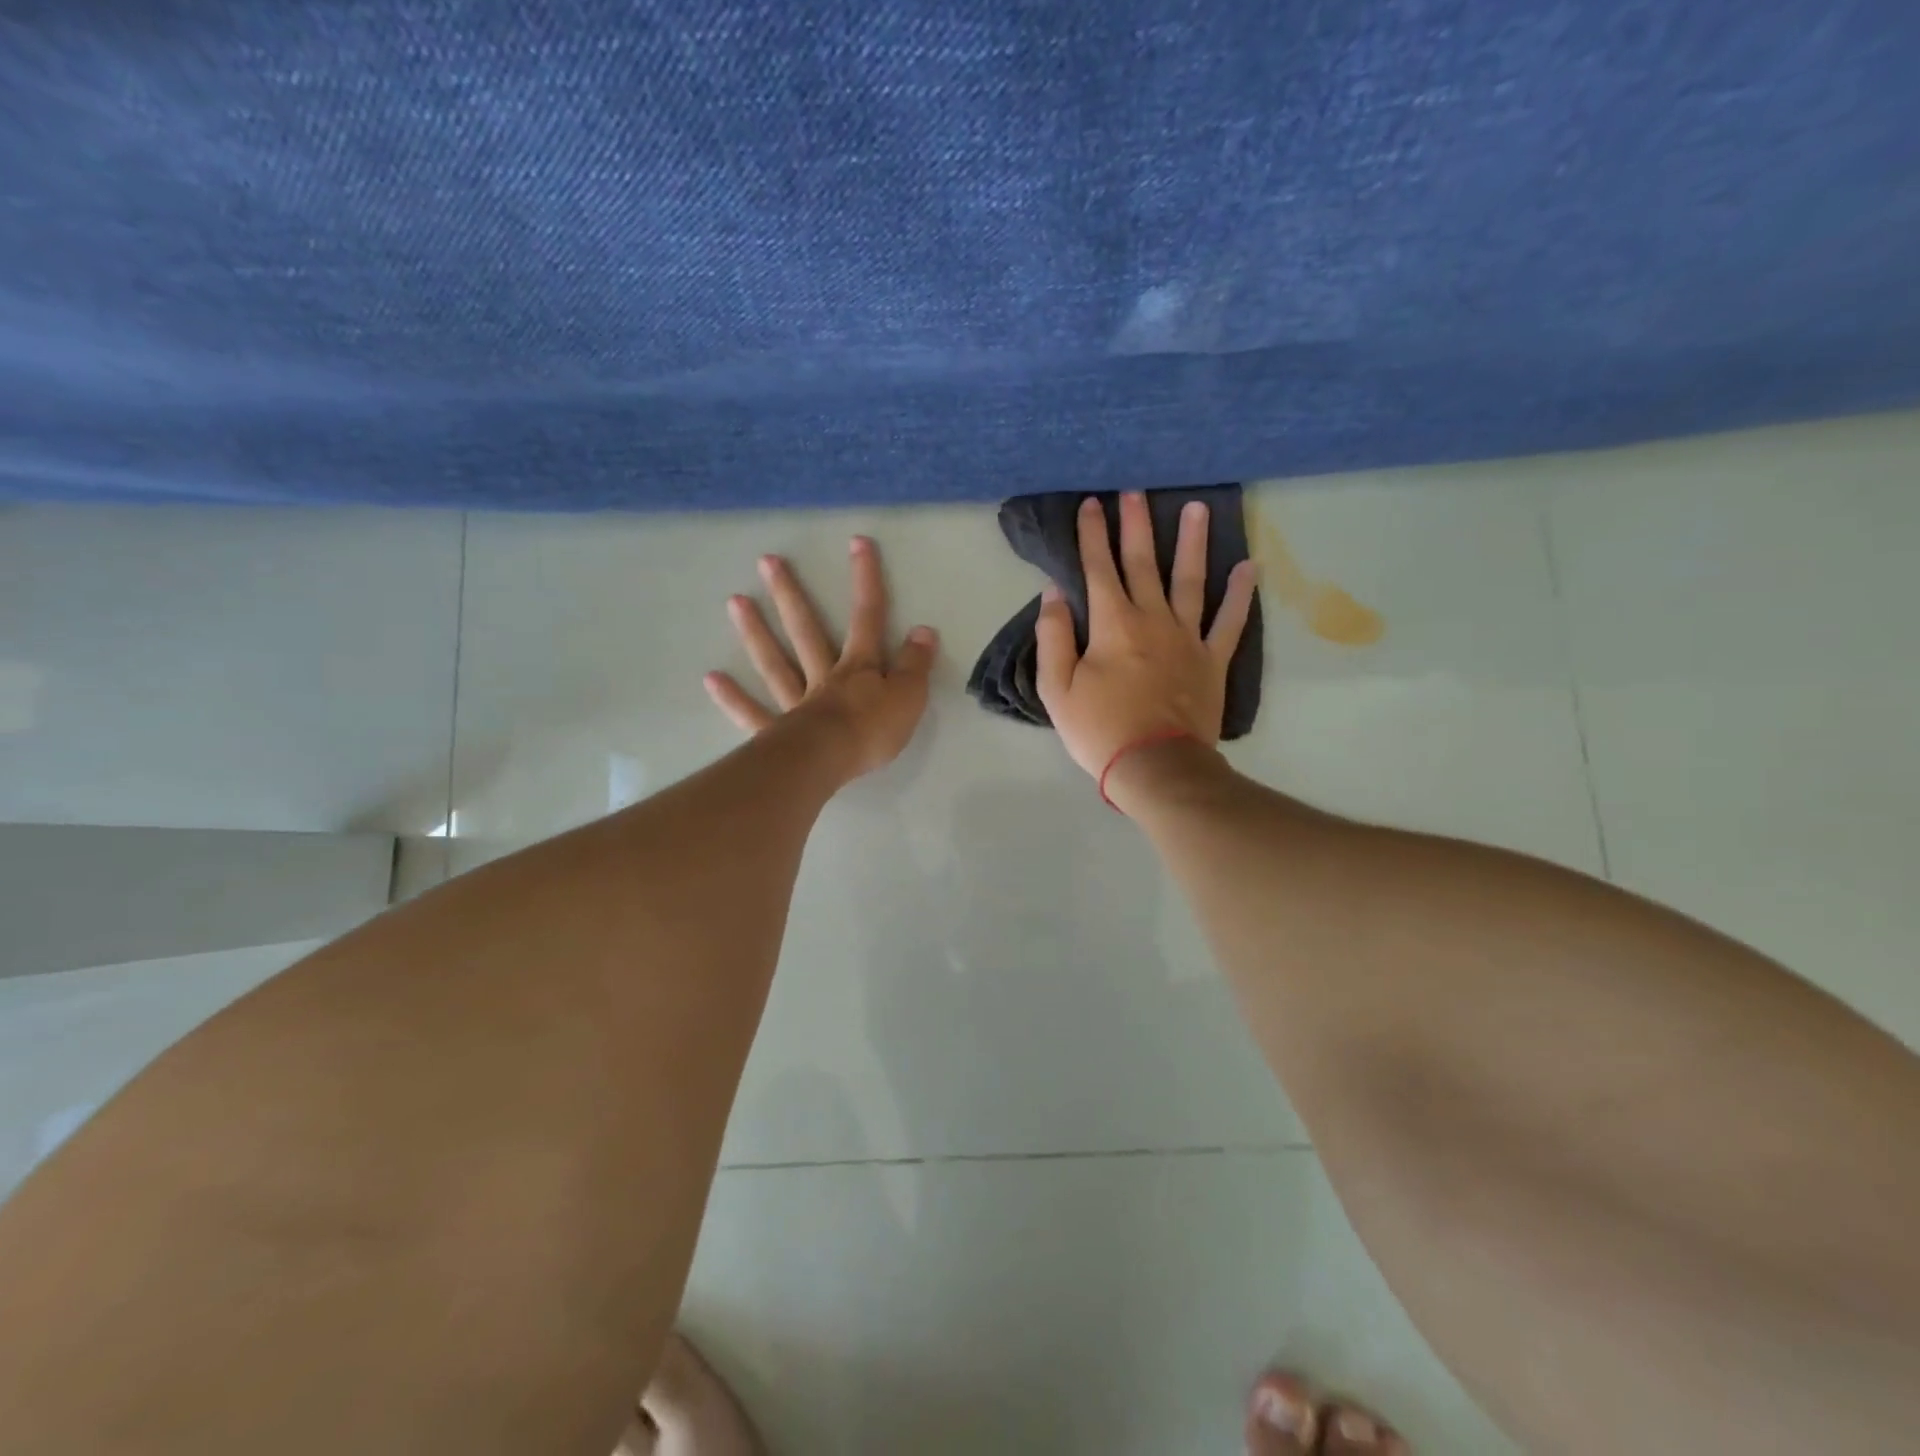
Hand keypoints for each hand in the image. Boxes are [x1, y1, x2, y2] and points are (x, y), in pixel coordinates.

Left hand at [705, 536, 938, 780]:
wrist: (830, 762)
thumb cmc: (872, 730)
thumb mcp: (910, 696)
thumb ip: (916, 664)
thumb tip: (924, 630)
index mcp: (858, 668)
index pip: (867, 618)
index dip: (865, 581)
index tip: (857, 542)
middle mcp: (823, 677)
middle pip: (806, 631)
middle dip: (790, 595)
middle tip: (766, 561)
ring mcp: (796, 703)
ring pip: (775, 663)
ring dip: (755, 632)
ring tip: (735, 601)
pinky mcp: (777, 732)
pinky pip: (752, 713)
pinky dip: (733, 698)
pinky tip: (711, 679)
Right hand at [1037, 493, 1257, 779]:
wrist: (1156, 766)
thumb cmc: (1100, 730)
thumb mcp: (1057, 689)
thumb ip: (1054, 637)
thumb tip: (1054, 594)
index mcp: (1112, 625)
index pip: (1098, 569)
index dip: (1092, 534)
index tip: (1091, 503)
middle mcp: (1152, 619)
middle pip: (1143, 563)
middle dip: (1136, 524)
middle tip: (1136, 491)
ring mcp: (1188, 638)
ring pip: (1191, 580)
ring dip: (1193, 543)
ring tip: (1198, 508)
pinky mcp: (1212, 660)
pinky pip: (1230, 622)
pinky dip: (1240, 595)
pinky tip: (1248, 568)